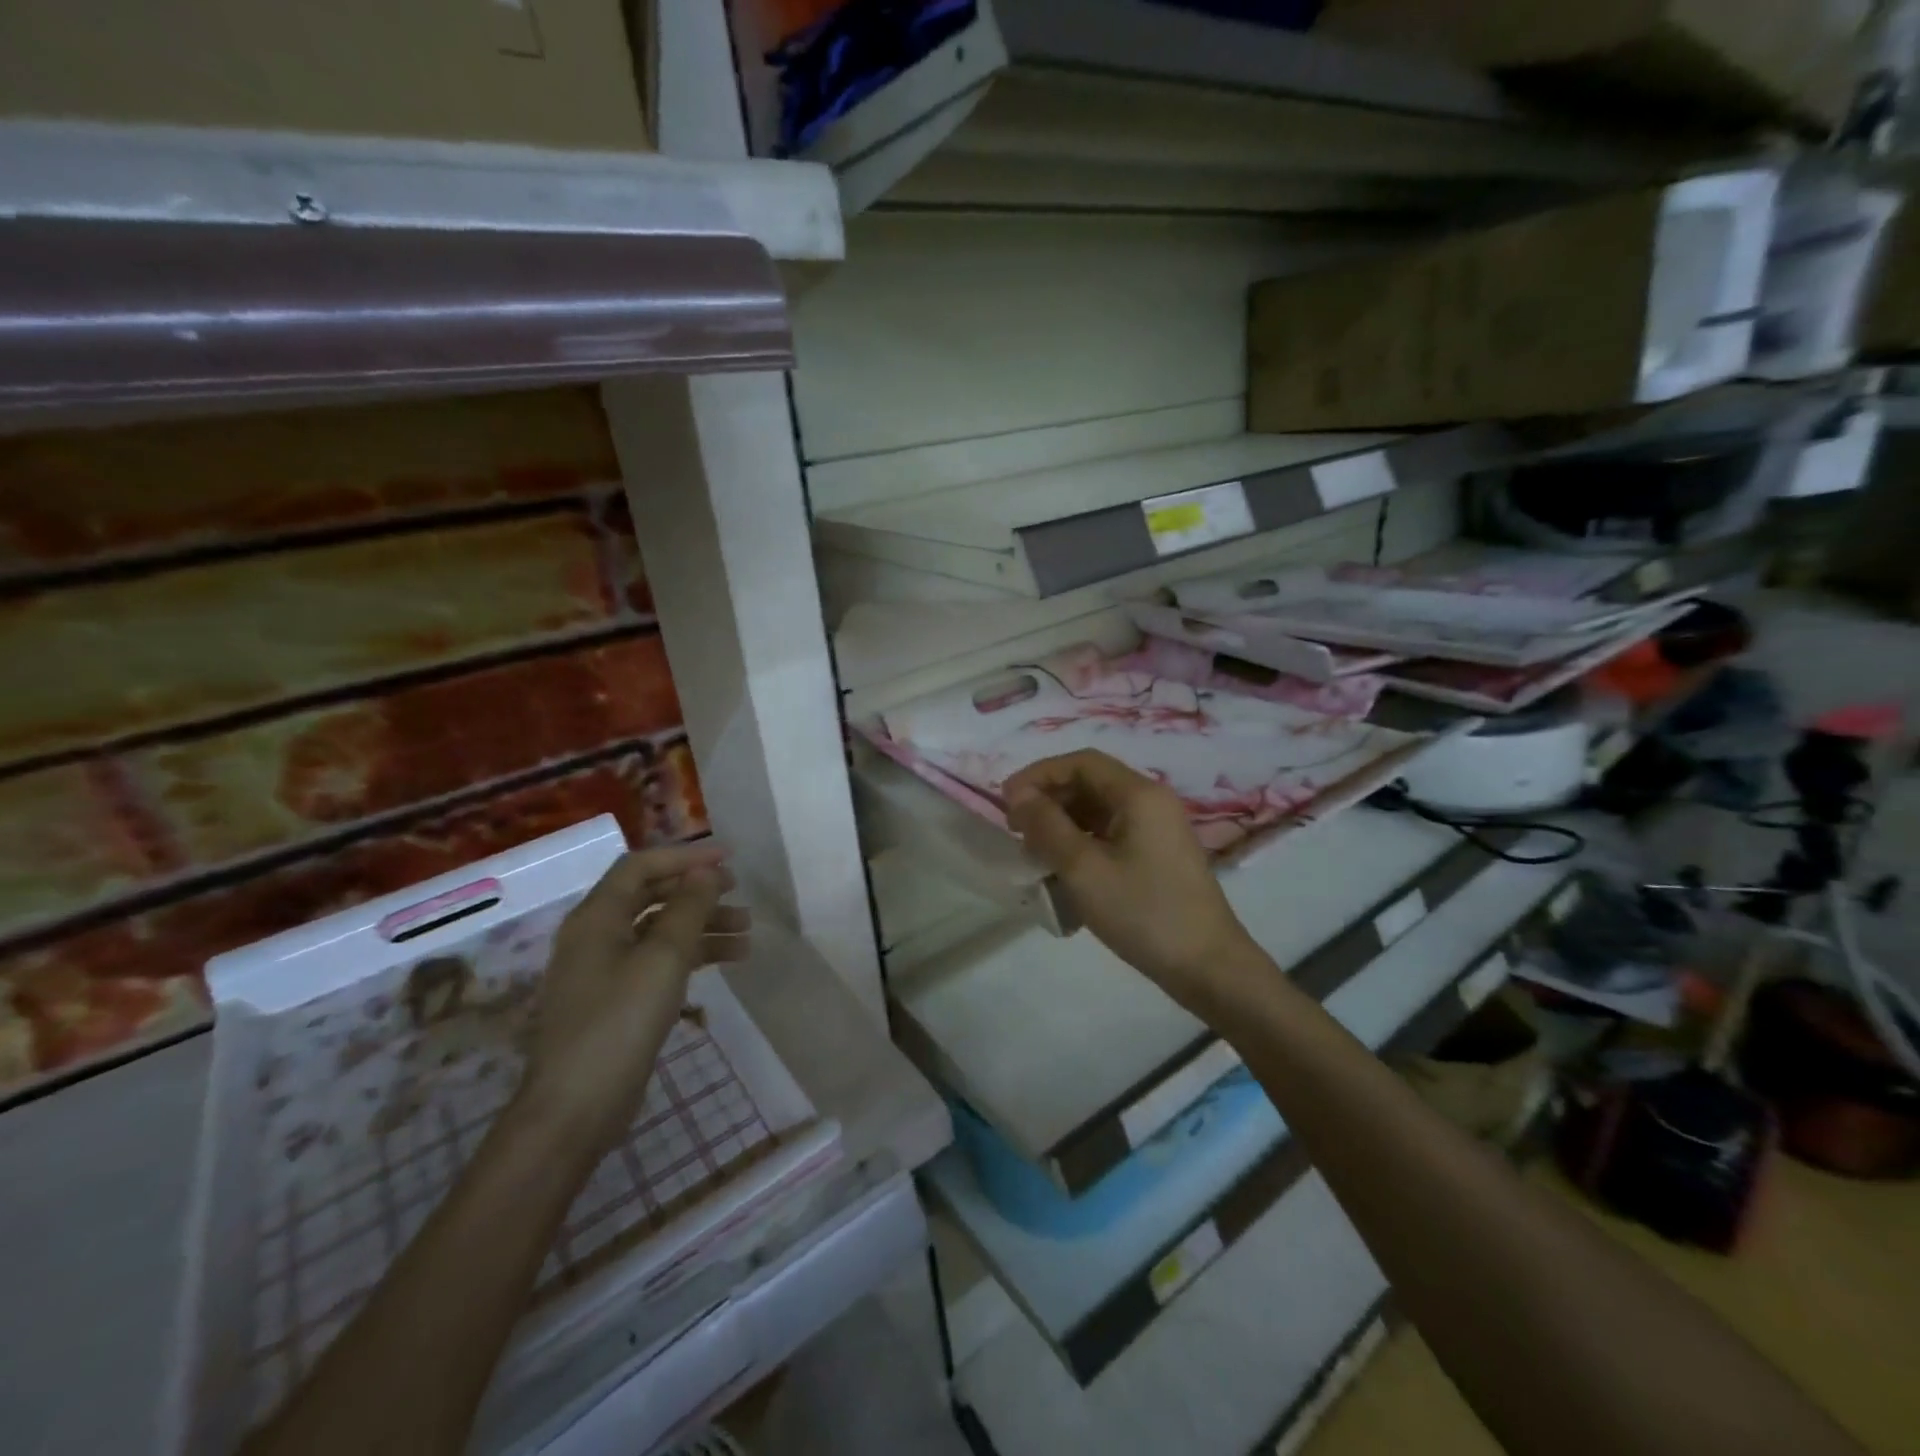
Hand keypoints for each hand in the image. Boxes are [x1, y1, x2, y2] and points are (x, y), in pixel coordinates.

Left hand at [518, 843, 749, 1154]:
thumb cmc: (619, 1022)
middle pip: (652, 897)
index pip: (640, 866)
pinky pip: (658, 962)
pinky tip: (726, 963)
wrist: (575, 1108)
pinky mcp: (617, 1000)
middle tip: (739, 894)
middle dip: (698, 893)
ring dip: (702, 926)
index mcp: (597, 917)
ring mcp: (605, 970)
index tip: (728, 858)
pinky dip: (692, 956)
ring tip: (746, 935)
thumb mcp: (662, 958)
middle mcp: (597, 936)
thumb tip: (706, 871)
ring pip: (660, 932)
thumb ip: (688, 908)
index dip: (685, 856)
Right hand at [1005, 750, 1260, 1012]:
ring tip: (1033, 851)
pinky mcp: (1157, 854)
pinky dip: (1081, 841)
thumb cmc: (1143, 912)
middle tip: (1016, 829)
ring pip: (1098, 810)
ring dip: (1062, 822)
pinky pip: (1111, 833)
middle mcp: (1151, 801)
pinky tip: (1062, 868)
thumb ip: (1047, 826)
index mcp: (1139, 794)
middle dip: (1048, 798)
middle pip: (1090, 782)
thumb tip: (1018, 795)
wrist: (1208, 966)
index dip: (1038, 775)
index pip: (1080, 762)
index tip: (1006, 801)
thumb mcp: (1084, 869)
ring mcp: (1157, 829)